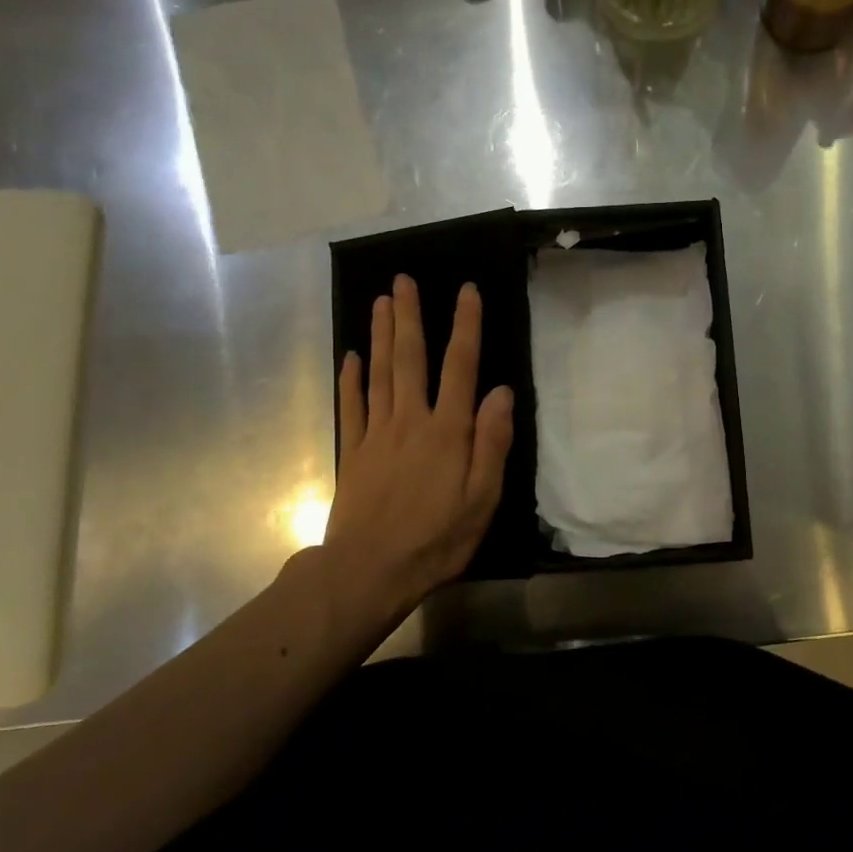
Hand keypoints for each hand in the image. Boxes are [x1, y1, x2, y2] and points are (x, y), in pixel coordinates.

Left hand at [322, 275, 513, 630]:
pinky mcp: (352, 452)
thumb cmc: (437, 538)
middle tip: (403, 280)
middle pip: (410, 359)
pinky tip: (351, 356)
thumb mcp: (482, 498)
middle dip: (410, 317)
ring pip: (379, 373)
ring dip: (381, 335)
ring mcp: (376, 434)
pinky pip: (351, 406)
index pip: (460, 367)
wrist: (370, 570)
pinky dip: (351, 378)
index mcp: (447, 431)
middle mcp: (410, 421)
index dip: (466, 326)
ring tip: (381, 301)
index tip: (466, 290)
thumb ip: (492, 442)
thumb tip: (501, 391)